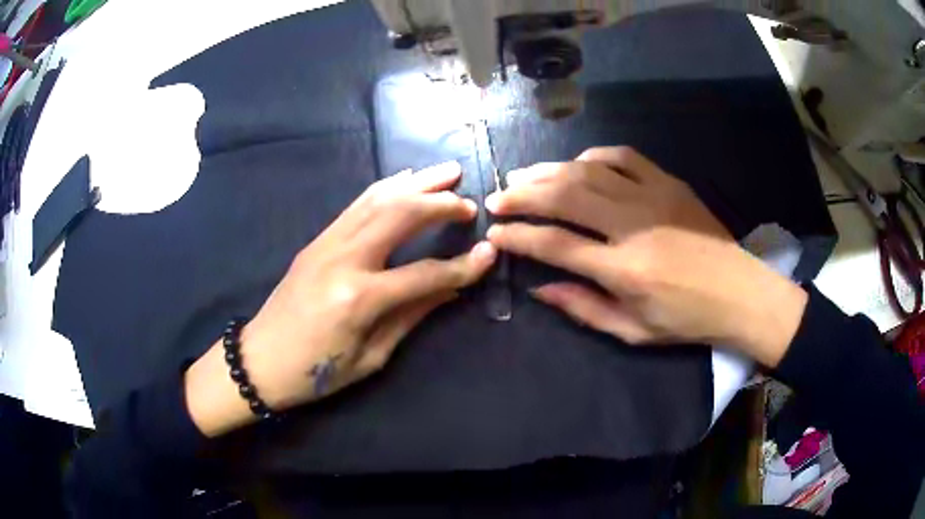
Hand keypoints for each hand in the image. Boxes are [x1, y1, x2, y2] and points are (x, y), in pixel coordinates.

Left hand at [186, 162, 496, 435]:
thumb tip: (450, 288)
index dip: (461, 266)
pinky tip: (404, 180)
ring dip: (415, 183)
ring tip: (446, 172)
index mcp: (359, 298)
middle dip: (439, 203)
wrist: (260, 360)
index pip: (424, 273)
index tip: (489, 253)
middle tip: (469, 201)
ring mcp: (326, 243)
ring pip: (377, 199)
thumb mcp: (371, 357)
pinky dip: (385, 188)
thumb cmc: (316, 372)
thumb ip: (412, 315)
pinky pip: (356, 205)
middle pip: (399, 215)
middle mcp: (343, 259)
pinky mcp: (317, 240)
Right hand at [485, 147, 806, 365]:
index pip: (556, 246)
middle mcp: (633, 227)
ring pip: (588, 172)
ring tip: (523, 177)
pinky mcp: (669, 183)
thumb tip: (540, 290)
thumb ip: (584, 308)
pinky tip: (576, 166)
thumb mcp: (633, 331)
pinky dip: (592, 157)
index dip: (518, 237)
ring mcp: (653, 197)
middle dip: (522, 195)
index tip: (494, 232)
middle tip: (497, 198)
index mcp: (624, 271)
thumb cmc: (687, 319)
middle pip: (564, 198)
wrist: (740, 292)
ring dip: (549, 171)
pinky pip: (622, 157)